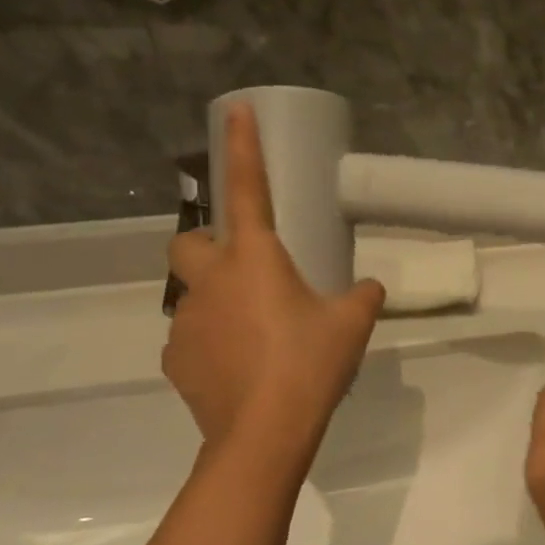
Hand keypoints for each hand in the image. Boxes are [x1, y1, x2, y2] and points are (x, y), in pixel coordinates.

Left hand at [164, 103, 385, 479]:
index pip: (246, 188)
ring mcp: (186, 321)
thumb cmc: (309, 363)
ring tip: (255, 333)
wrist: (264, 433)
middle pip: (188, 243)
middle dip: (208, 245)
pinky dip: (212, 341)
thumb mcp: (351, 323)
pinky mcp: (176, 360)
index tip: (236, 110)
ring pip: (193, 294)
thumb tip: (369, 287)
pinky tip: (239, 366)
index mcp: (254, 259)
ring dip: (218, 299)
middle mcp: (211, 281)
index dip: (242, 146)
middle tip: (244, 267)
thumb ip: (362, 296)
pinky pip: (192, 337)